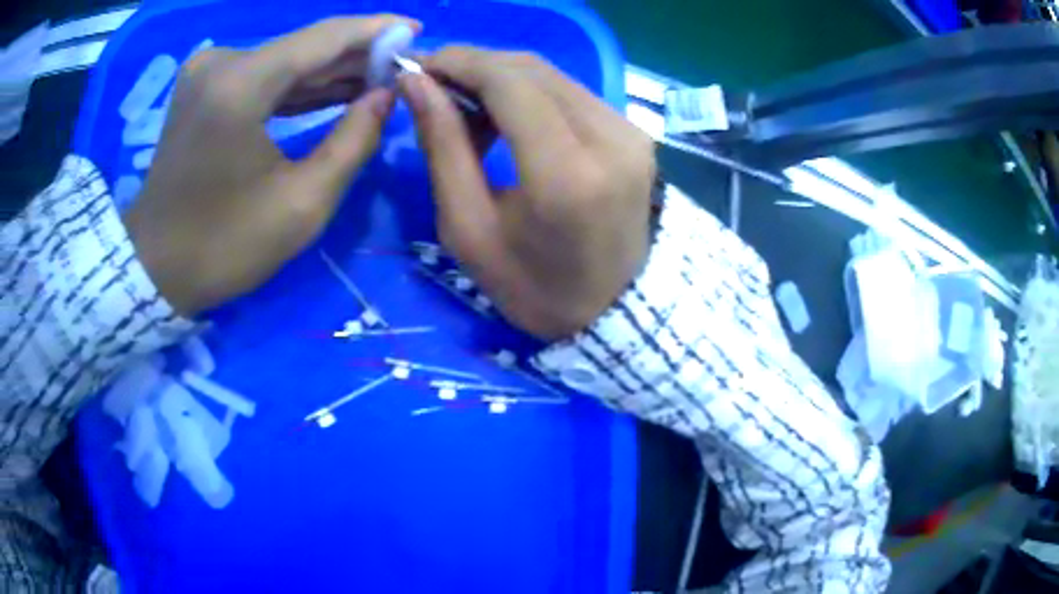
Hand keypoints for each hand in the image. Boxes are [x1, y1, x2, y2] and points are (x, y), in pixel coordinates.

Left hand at [124, 16, 420, 315]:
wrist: (154, 267)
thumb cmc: (223, 246)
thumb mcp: (302, 205)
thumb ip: (353, 141)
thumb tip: (386, 96)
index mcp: (241, 85)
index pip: (323, 37)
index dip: (375, 30)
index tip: (415, 30)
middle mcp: (221, 63)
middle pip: (303, 45)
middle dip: (355, 55)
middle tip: (401, 66)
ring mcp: (207, 72)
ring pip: (285, 60)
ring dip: (329, 71)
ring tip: (378, 79)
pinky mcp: (202, 88)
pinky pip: (262, 75)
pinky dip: (297, 84)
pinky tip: (333, 90)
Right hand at [399, 48, 655, 340]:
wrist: (613, 309)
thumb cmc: (533, 286)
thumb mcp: (468, 229)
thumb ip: (443, 146)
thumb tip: (416, 83)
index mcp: (565, 174)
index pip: (509, 82)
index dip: (459, 62)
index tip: (419, 67)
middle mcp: (608, 139)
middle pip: (530, 70)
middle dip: (474, 65)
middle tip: (433, 84)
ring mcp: (630, 133)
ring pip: (552, 76)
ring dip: (501, 78)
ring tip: (464, 104)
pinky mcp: (636, 133)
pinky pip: (572, 93)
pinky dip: (530, 92)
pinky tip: (506, 115)